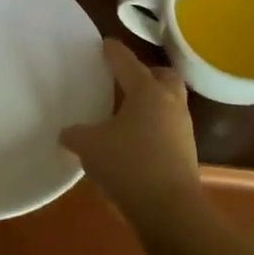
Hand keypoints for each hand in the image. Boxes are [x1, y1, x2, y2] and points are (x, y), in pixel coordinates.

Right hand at [60, 39, 201, 228]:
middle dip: (146, 72)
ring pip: (169, 101)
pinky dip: (153, 125)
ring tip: (125, 111)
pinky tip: (134, 139)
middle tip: (124, 79)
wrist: (170, 210)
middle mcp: (169, 102)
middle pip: (162, 75)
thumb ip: (75, 134)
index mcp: (146, 91)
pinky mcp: (186, 151)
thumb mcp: (89, 147)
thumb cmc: (128, 166)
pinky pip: (169, 126)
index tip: (104, 44)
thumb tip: (67, 132)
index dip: (113, 51)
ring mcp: (182, 127)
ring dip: (151, 100)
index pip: (127, 61)